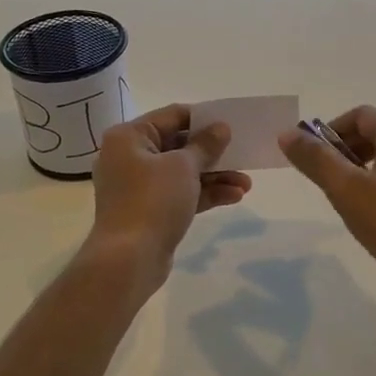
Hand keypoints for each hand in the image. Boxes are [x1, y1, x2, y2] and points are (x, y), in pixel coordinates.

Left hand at [85, 103, 251, 290]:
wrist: (128, 260)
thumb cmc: (152, 201)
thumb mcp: (183, 166)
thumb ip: (205, 144)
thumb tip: (221, 127)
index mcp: (129, 137)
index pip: (172, 115)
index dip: (204, 118)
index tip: (231, 123)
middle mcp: (129, 157)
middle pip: (179, 145)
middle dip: (213, 153)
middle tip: (243, 154)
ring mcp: (138, 187)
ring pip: (182, 173)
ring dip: (215, 176)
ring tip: (246, 184)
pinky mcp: (149, 211)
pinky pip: (180, 194)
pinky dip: (204, 193)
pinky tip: (234, 197)